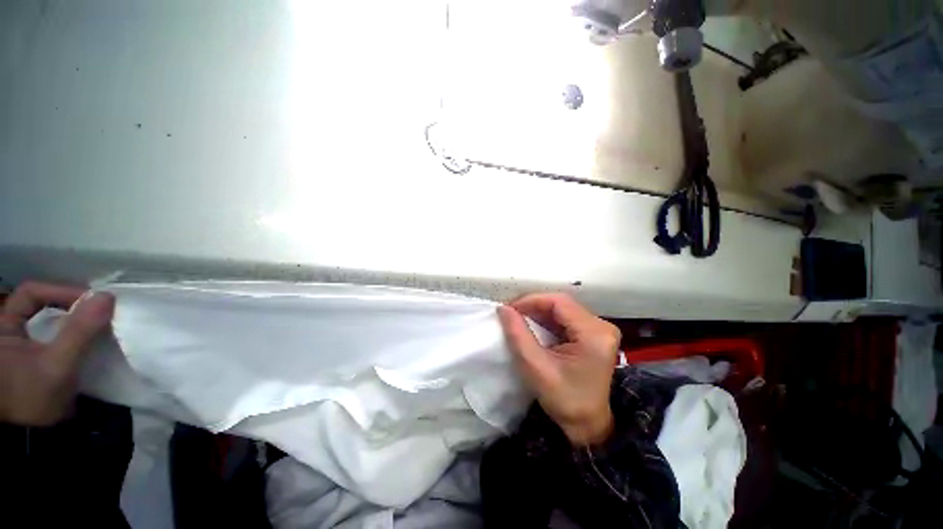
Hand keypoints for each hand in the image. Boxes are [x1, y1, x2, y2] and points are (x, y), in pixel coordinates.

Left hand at [0, 282, 113, 425]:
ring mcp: (18, 345)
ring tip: (94, 323)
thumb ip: (79, 331)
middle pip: (39, 303)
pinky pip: (50, 335)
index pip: (32, 293)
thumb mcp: (57, 365)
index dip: (61, 291)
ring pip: (46, 319)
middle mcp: (7, 330)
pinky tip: (84, 339)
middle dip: (69, 304)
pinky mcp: (31, 358)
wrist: (31, 436)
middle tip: (97, 311)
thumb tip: (106, 297)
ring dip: (71, 319)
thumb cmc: (34, 397)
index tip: (92, 301)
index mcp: (3, 325)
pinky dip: (68, 333)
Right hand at [498, 293, 620, 445]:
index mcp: (594, 334)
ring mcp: (599, 329)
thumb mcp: (536, 367)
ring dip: (539, 312)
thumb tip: (503, 308)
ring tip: (519, 319)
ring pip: (562, 309)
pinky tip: (533, 327)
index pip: (559, 302)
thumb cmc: (564, 400)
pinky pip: (566, 318)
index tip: (510, 309)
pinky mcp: (594, 334)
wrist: (588, 425)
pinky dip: (547, 320)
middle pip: (561, 304)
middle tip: (511, 314)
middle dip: (534, 306)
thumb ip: (518, 335)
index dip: (531, 300)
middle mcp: (602, 326)